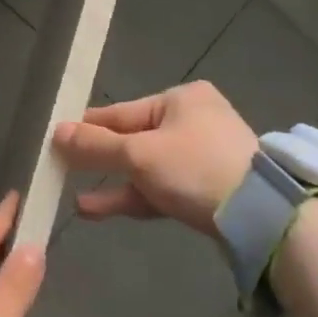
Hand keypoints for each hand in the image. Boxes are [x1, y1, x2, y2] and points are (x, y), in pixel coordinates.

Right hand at [53, 81, 257, 236]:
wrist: (261, 218)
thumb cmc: (195, 168)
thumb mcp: (139, 154)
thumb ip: (96, 146)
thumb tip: (56, 132)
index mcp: (181, 99)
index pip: (122, 112)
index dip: (88, 126)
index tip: (57, 137)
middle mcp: (193, 121)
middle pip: (134, 139)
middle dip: (100, 159)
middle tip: (63, 168)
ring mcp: (203, 157)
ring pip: (147, 167)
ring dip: (113, 183)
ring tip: (75, 197)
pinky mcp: (208, 191)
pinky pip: (162, 188)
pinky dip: (134, 197)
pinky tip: (97, 209)